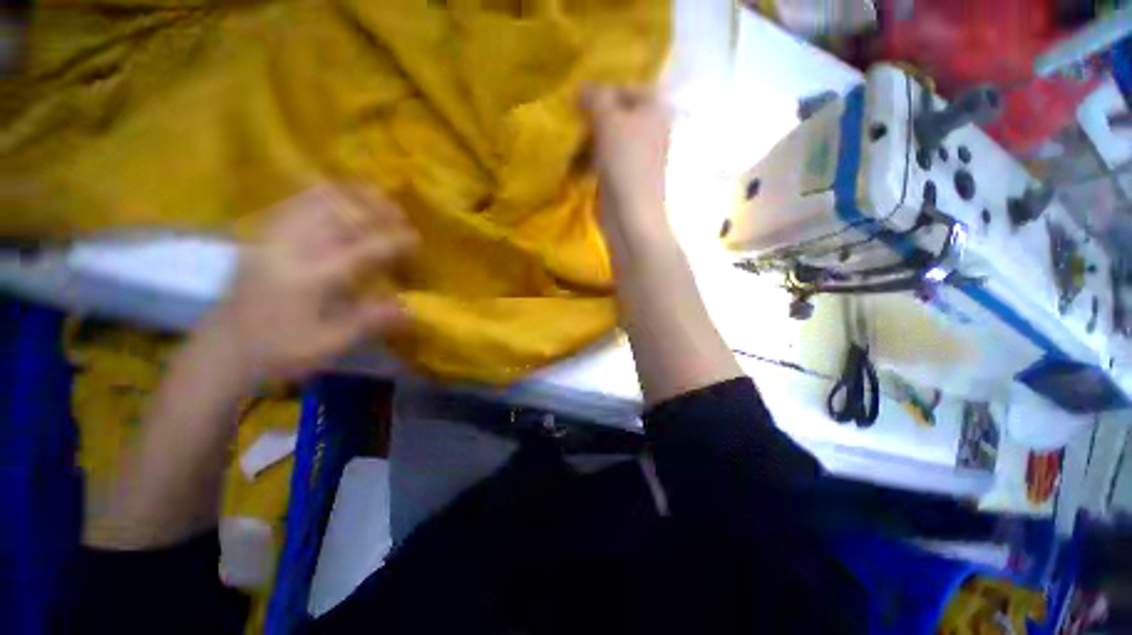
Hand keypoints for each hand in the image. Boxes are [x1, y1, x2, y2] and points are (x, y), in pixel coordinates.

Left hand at [201, 185, 416, 386]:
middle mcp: (291, 250)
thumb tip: (410, 309)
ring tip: (372, 195)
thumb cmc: (279, 351)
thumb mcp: (328, 344)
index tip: (416, 237)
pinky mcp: (261, 238)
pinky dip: (318, 194)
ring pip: (312, 201)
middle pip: (337, 214)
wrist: (223, 349)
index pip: (362, 249)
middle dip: (373, 208)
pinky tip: (334, 195)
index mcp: (311, 278)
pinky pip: (292, 203)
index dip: (393, 240)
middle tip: (398, 211)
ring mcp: (273, 239)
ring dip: (347, 195)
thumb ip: (369, 322)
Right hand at [581, 85, 671, 229]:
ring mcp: (637, 156)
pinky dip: (591, 160)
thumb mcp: (608, 120)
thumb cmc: (625, 163)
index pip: (627, 87)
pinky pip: (605, 160)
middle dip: (592, 119)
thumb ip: (595, 97)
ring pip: (608, 139)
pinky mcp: (624, 177)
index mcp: (656, 110)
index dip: (602, 91)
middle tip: (572, 123)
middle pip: (616, 115)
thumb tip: (581, 88)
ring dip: (588, 141)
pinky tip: (576, 164)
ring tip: (570, 145)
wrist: (630, 214)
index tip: (578, 101)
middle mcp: (650, 130)